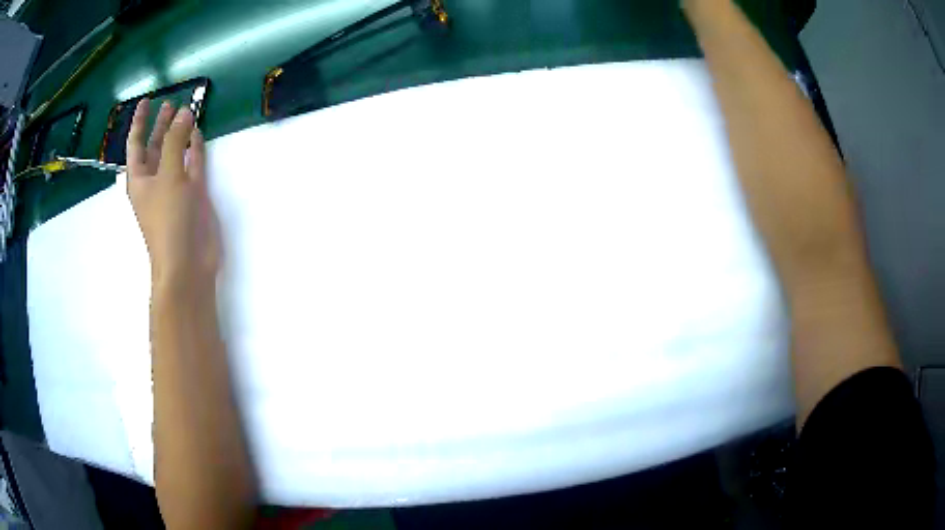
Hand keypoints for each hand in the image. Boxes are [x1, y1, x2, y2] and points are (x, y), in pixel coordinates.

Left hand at [126, 99, 220, 290]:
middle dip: (161, 125)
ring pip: (175, 154)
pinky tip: (198, 135)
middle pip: (155, 146)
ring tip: (187, 113)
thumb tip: (185, 112)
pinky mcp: (192, 195)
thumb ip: (176, 141)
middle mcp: (154, 181)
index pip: (136, 143)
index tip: (146, 101)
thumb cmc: (169, 220)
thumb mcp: (168, 176)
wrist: (187, 262)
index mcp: (140, 179)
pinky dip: (194, 150)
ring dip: (179, 135)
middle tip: (170, 104)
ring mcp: (173, 188)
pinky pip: (192, 165)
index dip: (139, 122)